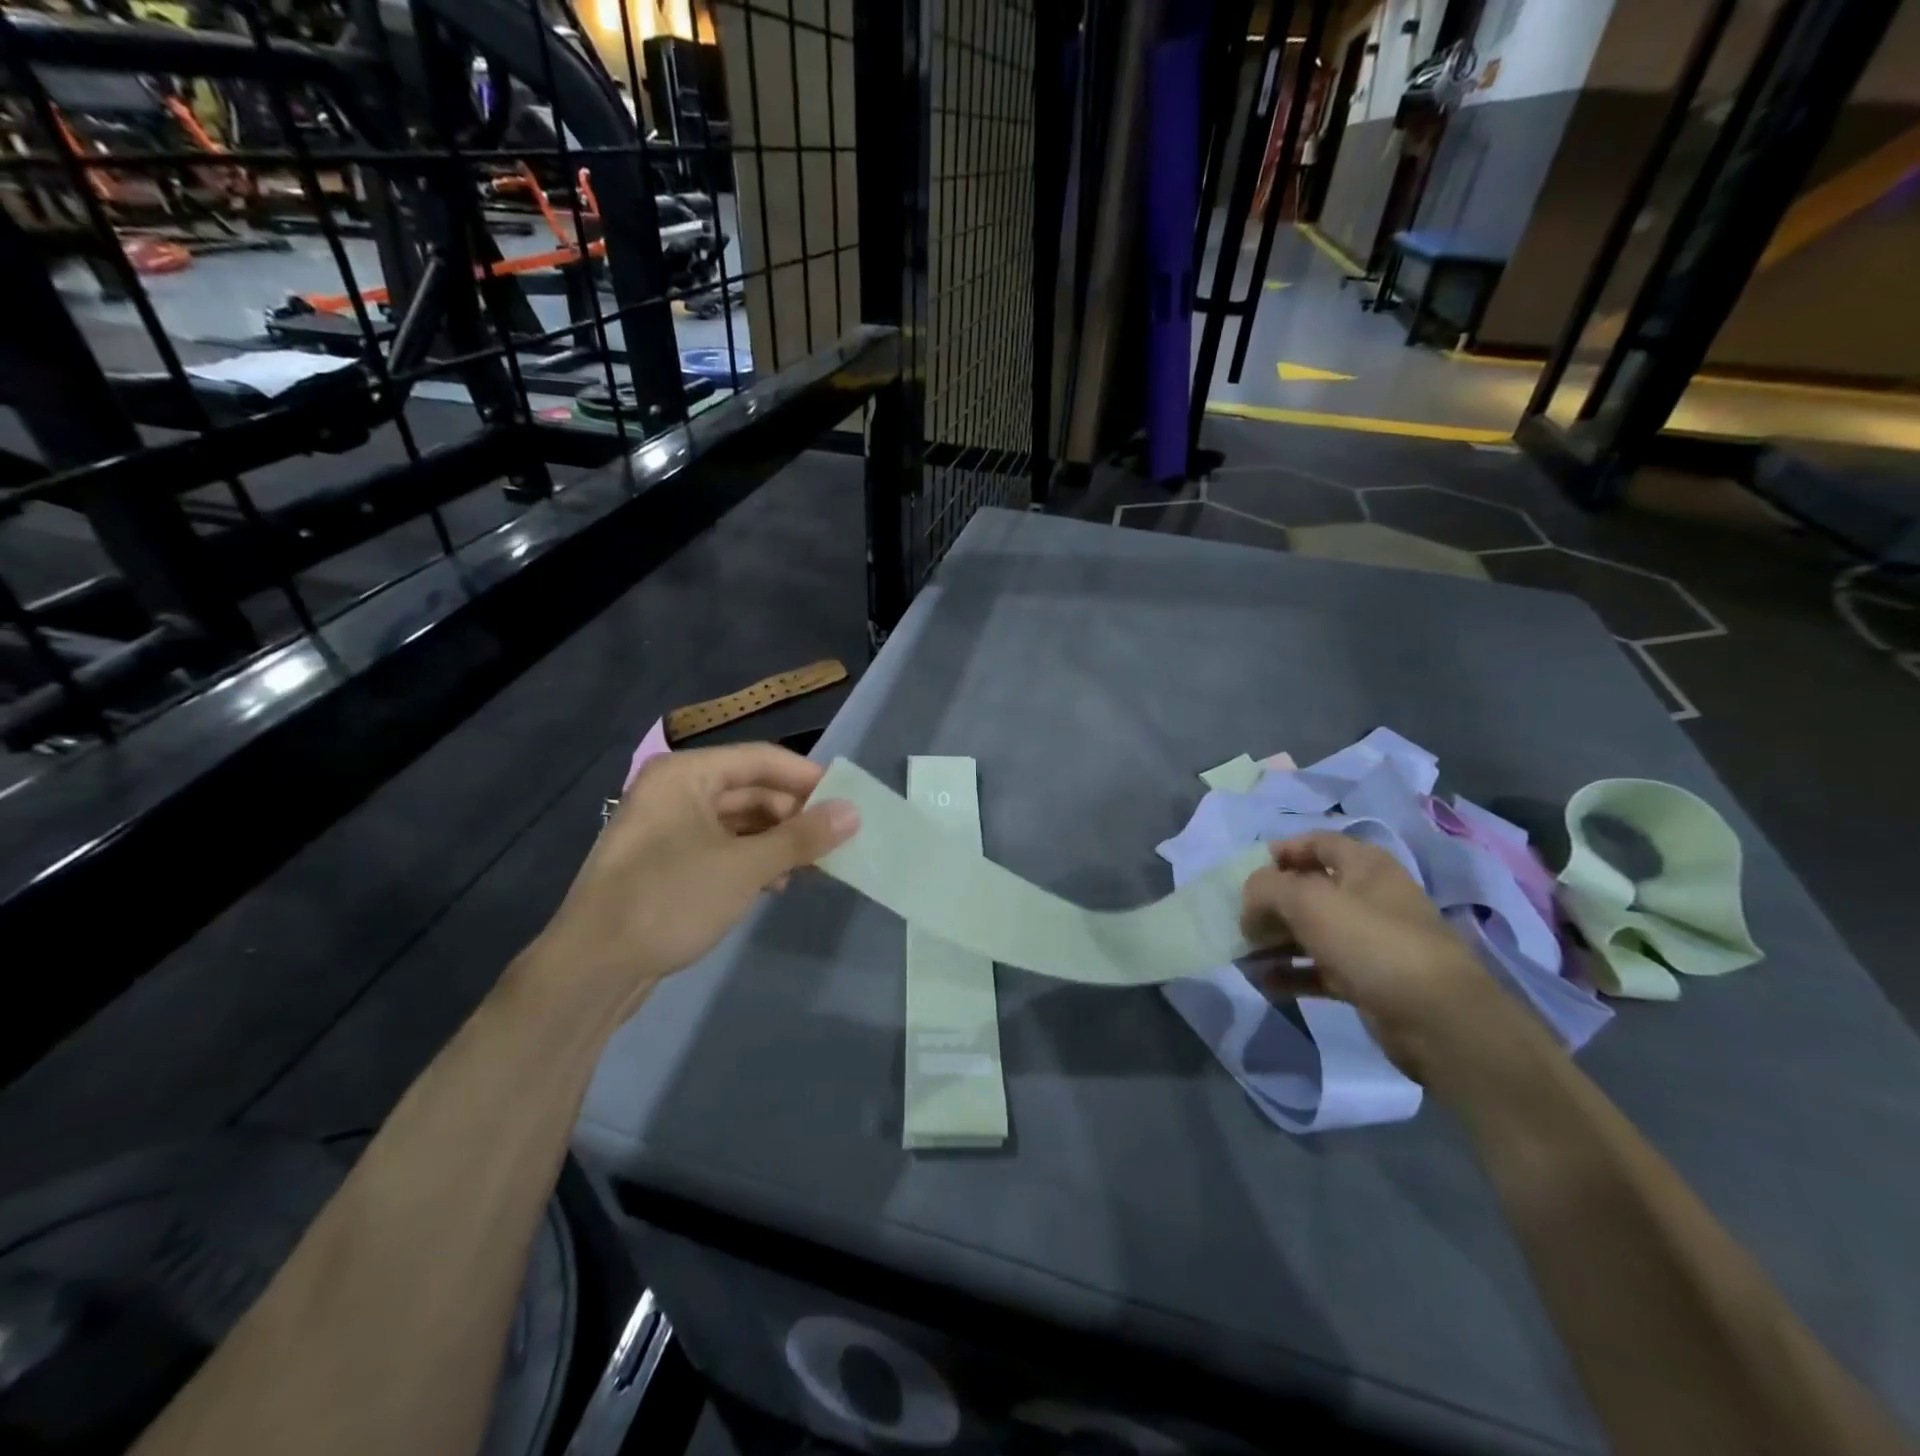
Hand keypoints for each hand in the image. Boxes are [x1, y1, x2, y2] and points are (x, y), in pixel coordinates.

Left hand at [535, 743, 858, 1018]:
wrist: (591, 968)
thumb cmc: (669, 901)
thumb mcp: (744, 867)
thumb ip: (802, 837)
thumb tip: (853, 813)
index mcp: (686, 774)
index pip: (762, 759)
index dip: (809, 778)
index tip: (849, 801)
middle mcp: (675, 790)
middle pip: (751, 789)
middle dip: (794, 815)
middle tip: (836, 841)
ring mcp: (667, 827)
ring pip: (738, 821)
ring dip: (777, 841)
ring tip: (812, 867)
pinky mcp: (666, 861)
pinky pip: (721, 847)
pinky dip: (752, 860)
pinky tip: (775, 885)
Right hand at [1241, 832, 1531, 1080]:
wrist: (1439, 1020)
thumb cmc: (1372, 942)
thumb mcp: (1308, 901)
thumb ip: (1266, 889)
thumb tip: (1249, 902)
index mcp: (1364, 865)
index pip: (1315, 842)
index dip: (1279, 851)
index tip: (1244, 871)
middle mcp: (1368, 897)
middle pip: (1309, 888)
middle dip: (1270, 901)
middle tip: (1238, 917)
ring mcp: (1369, 940)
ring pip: (1311, 930)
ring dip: (1275, 939)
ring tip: (1242, 952)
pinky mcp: (1367, 979)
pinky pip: (1319, 968)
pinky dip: (1291, 972)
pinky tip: (1263, 981)